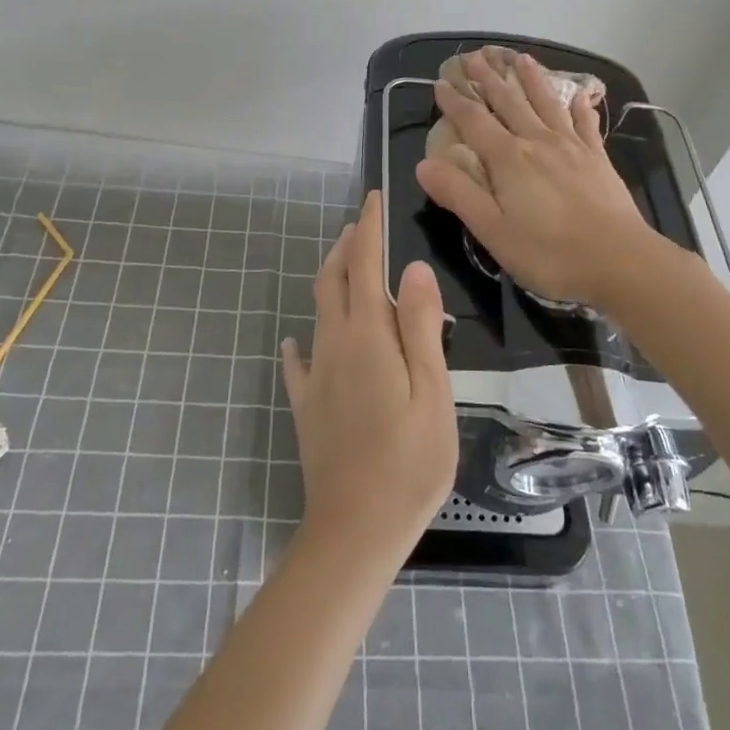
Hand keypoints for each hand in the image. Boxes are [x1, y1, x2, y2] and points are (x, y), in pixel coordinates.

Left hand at [281, 191, 457, 559]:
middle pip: (334, 281)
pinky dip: (301, 340)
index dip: (368, 229)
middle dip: (346, 247)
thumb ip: (421, 328)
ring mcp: (315, 376)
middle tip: (360, 224)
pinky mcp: (307, 405)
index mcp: (367, 337)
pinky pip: (299, 361)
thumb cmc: (408, 463)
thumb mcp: (432, 393)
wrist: (354, 531)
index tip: (372, 198)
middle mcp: (334, 345)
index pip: (364, 266)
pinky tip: (297, 340)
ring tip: (344, 263)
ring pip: (318, 311)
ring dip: (331, 279)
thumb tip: (413, 268)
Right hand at [415, 48, 658, 307]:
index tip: (441, 82)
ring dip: (532, 79)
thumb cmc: (550, 252)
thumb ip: (459, 194)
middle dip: (489, 78)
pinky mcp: (598, 158)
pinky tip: (580, 96)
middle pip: (509, 102)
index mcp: (508, 159)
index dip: (455, 101)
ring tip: (521, 58)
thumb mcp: (492, 231)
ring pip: (546, 103)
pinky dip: (580, 107)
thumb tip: (424, 164)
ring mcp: (572, 147)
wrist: (620, 260)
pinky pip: (585, 124)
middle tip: (475, 56)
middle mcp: (537, 141)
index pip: (474, 121)